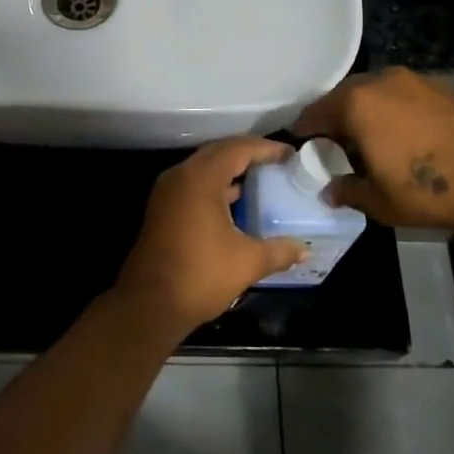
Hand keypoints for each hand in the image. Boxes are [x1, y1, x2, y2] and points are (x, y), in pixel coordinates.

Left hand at [115, 138, 306, 334]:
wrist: (149, 304)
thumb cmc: (199, 276)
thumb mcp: (247, 262)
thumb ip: (279, 251)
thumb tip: (304, 249)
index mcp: (200, 179)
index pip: (237, 149)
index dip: (265, 148)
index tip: (290, 154)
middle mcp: (180, 177)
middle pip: (219, 152)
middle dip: (248, 154)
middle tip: (277, 162)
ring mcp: (168, 192)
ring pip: (204, 169)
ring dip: (231, 170)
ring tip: (262, 180)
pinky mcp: (162, 209)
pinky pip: (194, 185)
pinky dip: (217, 186)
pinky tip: (236, 203)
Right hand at [292, 68, 453, 243]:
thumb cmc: (431, 190)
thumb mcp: (379, 202)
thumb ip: (347, 191)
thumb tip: (331, 190)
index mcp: (355, 103)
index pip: (314, 113)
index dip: (305, 133)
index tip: (304, 149)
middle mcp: (381, 81)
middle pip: (345, 97)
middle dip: (337, 120)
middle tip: (338, 147)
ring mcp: (416, 79)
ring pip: (377, 93)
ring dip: (370, 113)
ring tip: (376, 142)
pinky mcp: (445, 85)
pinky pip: (406, 96)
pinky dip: (398, 112)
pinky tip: (412, 138)